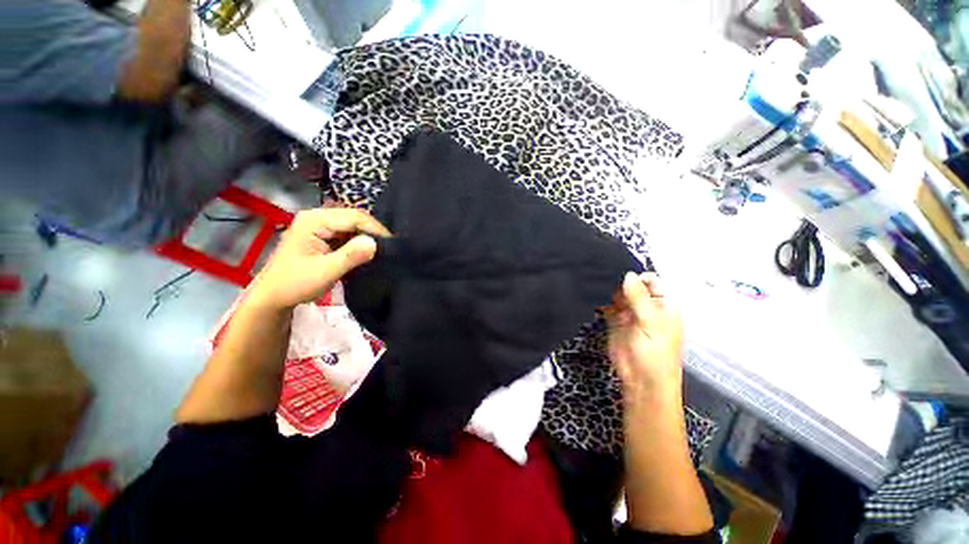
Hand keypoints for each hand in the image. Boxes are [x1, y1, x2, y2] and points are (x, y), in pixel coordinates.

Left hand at [248, 208, 390, 310]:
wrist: (273, 297)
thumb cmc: (295, 284)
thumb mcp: (325, 272)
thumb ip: (350, 256)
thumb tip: (375, 243)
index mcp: (314, 220)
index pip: (354, 217)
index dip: (375, 229)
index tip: (392, 244)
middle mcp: (317, 217)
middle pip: (354, 218)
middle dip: (372, 232)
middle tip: (389, 248)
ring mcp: (319, 226)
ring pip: (353, 226)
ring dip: (367, 238)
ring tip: (381, 251)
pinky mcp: (323, 236)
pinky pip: (347, 234)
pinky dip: (359, 243)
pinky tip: (367, 252)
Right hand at [607, 272, 684, 404]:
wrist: (641, 380)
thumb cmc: (655, 352)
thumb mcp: (651, 322)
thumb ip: (639, 297)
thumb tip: (628, 274)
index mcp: (664, 303)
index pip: (651, 280)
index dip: (637, 276)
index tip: (620, 273)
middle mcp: (646, 305)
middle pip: (632, 285)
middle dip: (621, 284)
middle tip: (609, 284)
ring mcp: (630, 312)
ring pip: (618, 294)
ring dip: (610, 293)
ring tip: (601, 292)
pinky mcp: (615, 320)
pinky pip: (607, 306)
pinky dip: (603, 303)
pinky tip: (597, 301)